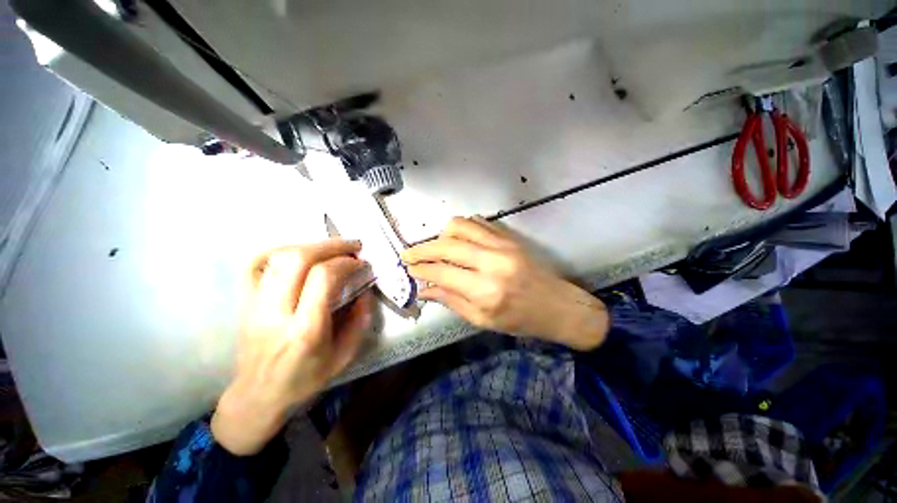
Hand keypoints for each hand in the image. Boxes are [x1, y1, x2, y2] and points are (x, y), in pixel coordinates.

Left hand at [212, 240, 372, 455]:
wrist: (258, 393)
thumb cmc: (305, 378)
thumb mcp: (345, 356)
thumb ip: (361, 320)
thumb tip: (365, 289)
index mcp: (305, 330)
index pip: (323, 278)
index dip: (346, 263)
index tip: (362, 264)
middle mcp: (276, 312)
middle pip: (298, 259)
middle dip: (331, 246)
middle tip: (352, 247)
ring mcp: (255, 303)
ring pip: (278, 256)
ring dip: (311, 245)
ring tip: (332, 249)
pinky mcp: (245, 300)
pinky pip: (255, 262)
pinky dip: (280, 249)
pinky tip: (300, 252)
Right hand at [401, 217, 608, 350]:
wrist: (557, 305)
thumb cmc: (520, 320)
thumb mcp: (482, 320)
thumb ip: (451, 301)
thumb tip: (424, 289)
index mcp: (485, 290)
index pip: (442, 272)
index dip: (421, 269)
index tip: (409, 268)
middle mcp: (492, 262)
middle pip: (447, 246)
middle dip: (422, 249)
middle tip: (408, 254)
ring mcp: (502, 245)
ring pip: (460, 226)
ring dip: (441, 235)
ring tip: (435, 247)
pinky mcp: (509, 237)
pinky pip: (477, 222)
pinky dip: (461, 228)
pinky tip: (458, 239)